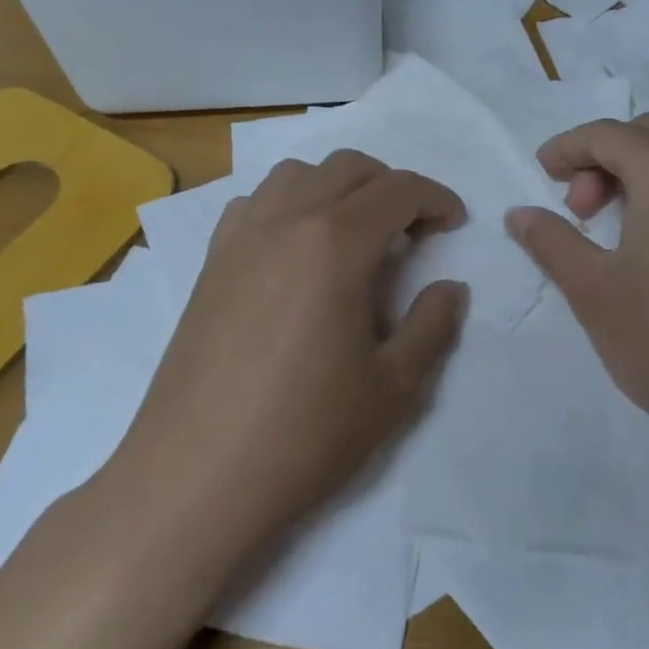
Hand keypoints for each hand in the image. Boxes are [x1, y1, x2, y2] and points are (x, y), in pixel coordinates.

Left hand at [104, 151, 467, 563]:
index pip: (399, 190)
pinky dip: (287, 204)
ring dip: (336, 186)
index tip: (455, 224)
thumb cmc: (305, 434)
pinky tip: (294, 250)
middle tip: (411, 230)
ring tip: (353, 232)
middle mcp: (286, 221)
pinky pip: (254, 203)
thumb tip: (450, 288)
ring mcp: (240, 238)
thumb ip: (433, 326)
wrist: (194, 481)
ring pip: (296, 174)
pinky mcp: (210, 264)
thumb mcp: (394, 388)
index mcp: (336, 243)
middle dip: (391, 185)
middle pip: (348, 167)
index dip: (436, 199)